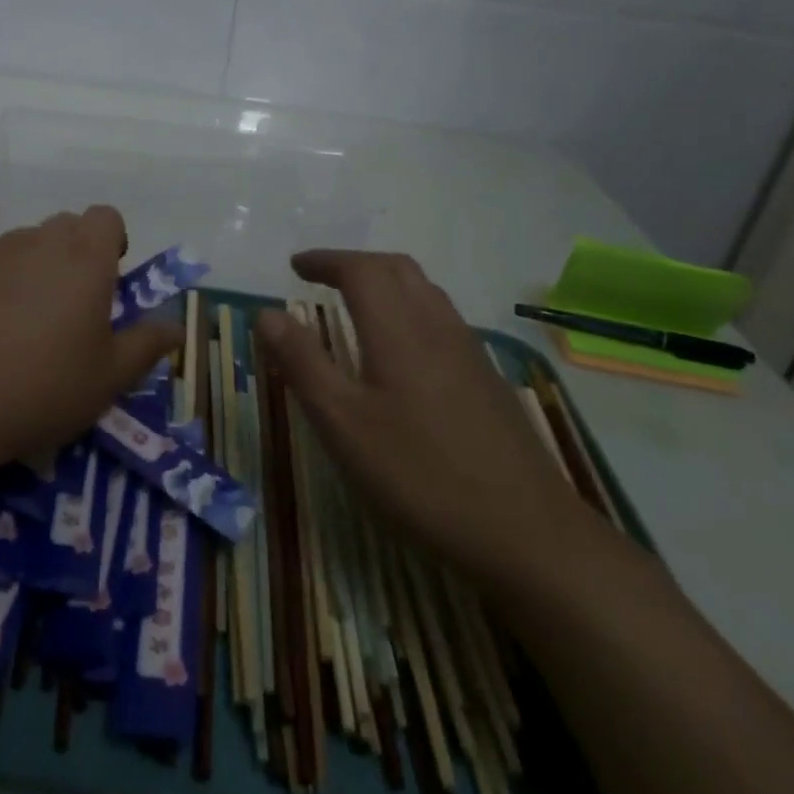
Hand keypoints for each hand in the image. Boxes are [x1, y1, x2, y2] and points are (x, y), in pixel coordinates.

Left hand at [0, 207, 179, 471]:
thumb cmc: (43, 386)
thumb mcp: (109, 377)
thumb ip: (147, 345)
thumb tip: (175, 327)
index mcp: (84, 258)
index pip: (106, 216)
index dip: (112, 241)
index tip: (109, 280)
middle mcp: (37, 242)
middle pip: (65, 227)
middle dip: (75, 255)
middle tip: (72, 307)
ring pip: (24, 246)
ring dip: (35, 269)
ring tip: (26, 323)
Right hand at [256, 250, 587, 586]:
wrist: (527, 533)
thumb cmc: (420, 475)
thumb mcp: (342, 424)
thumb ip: (302, 363)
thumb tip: (266, 313)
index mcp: (398, 331)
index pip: (360, 270)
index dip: (325, 260)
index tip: (295, 265)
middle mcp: (437, 327)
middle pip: (397, 269)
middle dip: (354, 263)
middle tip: (320, 277)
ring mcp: (469, 353)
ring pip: (425, 291)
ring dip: (385, 281)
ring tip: (356, 302)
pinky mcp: (486, 380)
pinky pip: (442, 318)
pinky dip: (409, 306)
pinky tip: (401, 347)